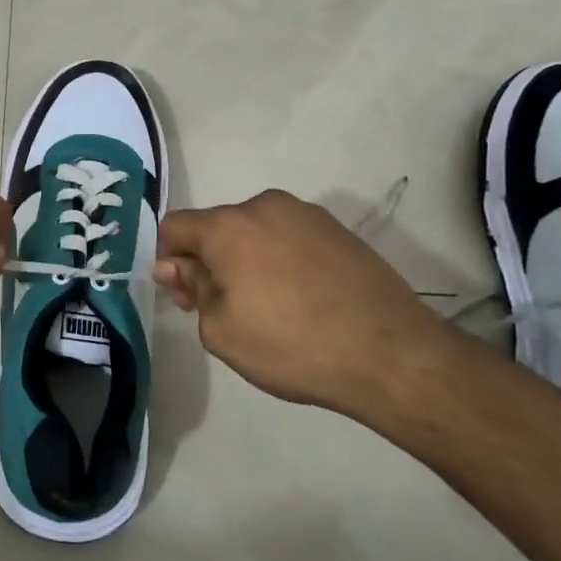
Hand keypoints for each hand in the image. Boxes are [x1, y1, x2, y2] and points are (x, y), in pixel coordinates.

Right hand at [154, 190, 457, 416]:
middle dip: (210, 261)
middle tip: (226, 308)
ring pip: (255, 232)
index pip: (174, 227)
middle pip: (217, 227)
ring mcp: (306, 214)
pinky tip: (303, 300)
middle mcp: (264, 206)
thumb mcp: (221, 331)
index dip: (169, 261)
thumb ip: (192, 289)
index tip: (187, 298)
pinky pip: (290, 238)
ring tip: (272, 307)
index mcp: (228, 226)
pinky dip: (283, 261)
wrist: (390, 354)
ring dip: (247, 260)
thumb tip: (178, 265)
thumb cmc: (292, 345)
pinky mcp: (339, 230)